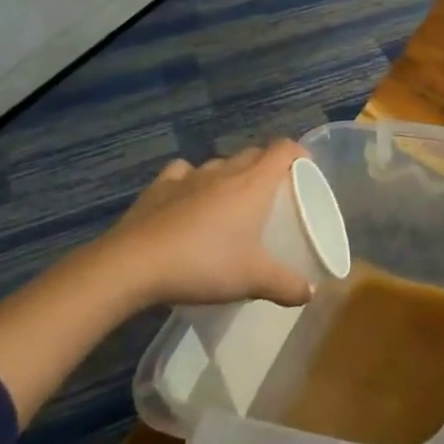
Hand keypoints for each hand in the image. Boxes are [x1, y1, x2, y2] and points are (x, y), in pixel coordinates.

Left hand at [95, 142, 314, 309]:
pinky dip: (191, 180)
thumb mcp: (253, 280)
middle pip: (254, 154)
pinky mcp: (159, 187)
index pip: (283, 150)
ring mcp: (188, 176)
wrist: (133, 266)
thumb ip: (287, 286)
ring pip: (219, 164)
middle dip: (267, 166)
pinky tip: (189, 198)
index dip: (298, 154)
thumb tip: (310, 293)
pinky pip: (183, 173)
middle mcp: (224, 171)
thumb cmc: (204, 264)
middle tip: (272, 195)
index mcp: (253, 183)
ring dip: (230, 175)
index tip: (304, 170)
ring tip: (231, 201)